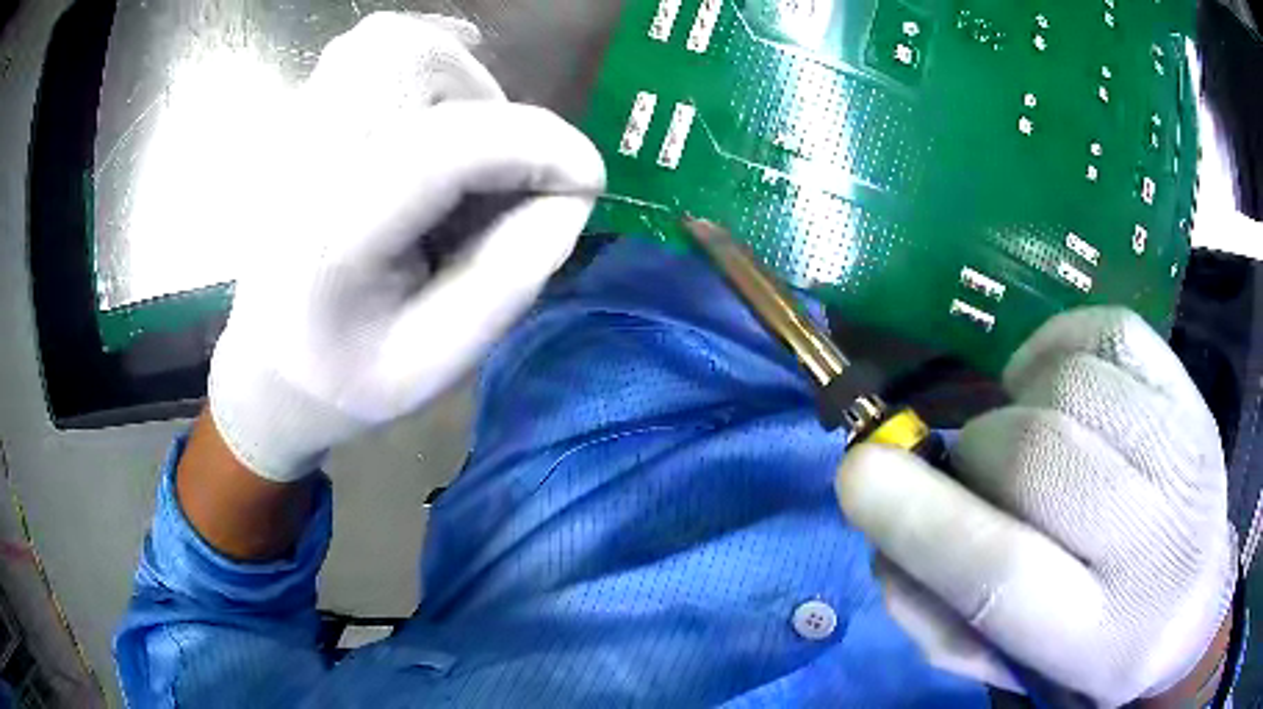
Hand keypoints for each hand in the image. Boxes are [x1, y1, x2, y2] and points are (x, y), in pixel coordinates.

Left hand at [208, 13, 605, 481]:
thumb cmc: (346, 379)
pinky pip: (371, 50)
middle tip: (497, 175)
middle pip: (412, 61)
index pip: (444, 147)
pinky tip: (427, 128)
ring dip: (458, 84)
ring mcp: (294, 131)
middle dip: (491, 108)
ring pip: (393, 43)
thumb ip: (511, 276)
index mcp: (329, 239)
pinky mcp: (301, 118)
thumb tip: (572, 193)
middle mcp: (303, 162)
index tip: (587, 181)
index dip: (538, 146)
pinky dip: (425, 72)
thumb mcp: (437, 362)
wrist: (268, 368)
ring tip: (460, 155)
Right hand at [836, 307, 1235, 705]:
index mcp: (1099, 638)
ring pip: (1071, 386)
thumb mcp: (1011, 667)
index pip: (1004, 576)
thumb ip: (935, 614)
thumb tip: (883, 525)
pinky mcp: (1190, 390)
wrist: (1193, 600)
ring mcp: (1184, 449)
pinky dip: (1058, 348)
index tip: (857, 476)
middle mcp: (1155, 542)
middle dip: (978, 457)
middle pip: (1040, 458)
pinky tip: (1061, 391)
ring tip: (1029, 438)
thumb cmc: (1095, 647)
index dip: (922, 520)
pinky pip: (1107, 330)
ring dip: (1019, 407)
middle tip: (978, 477)